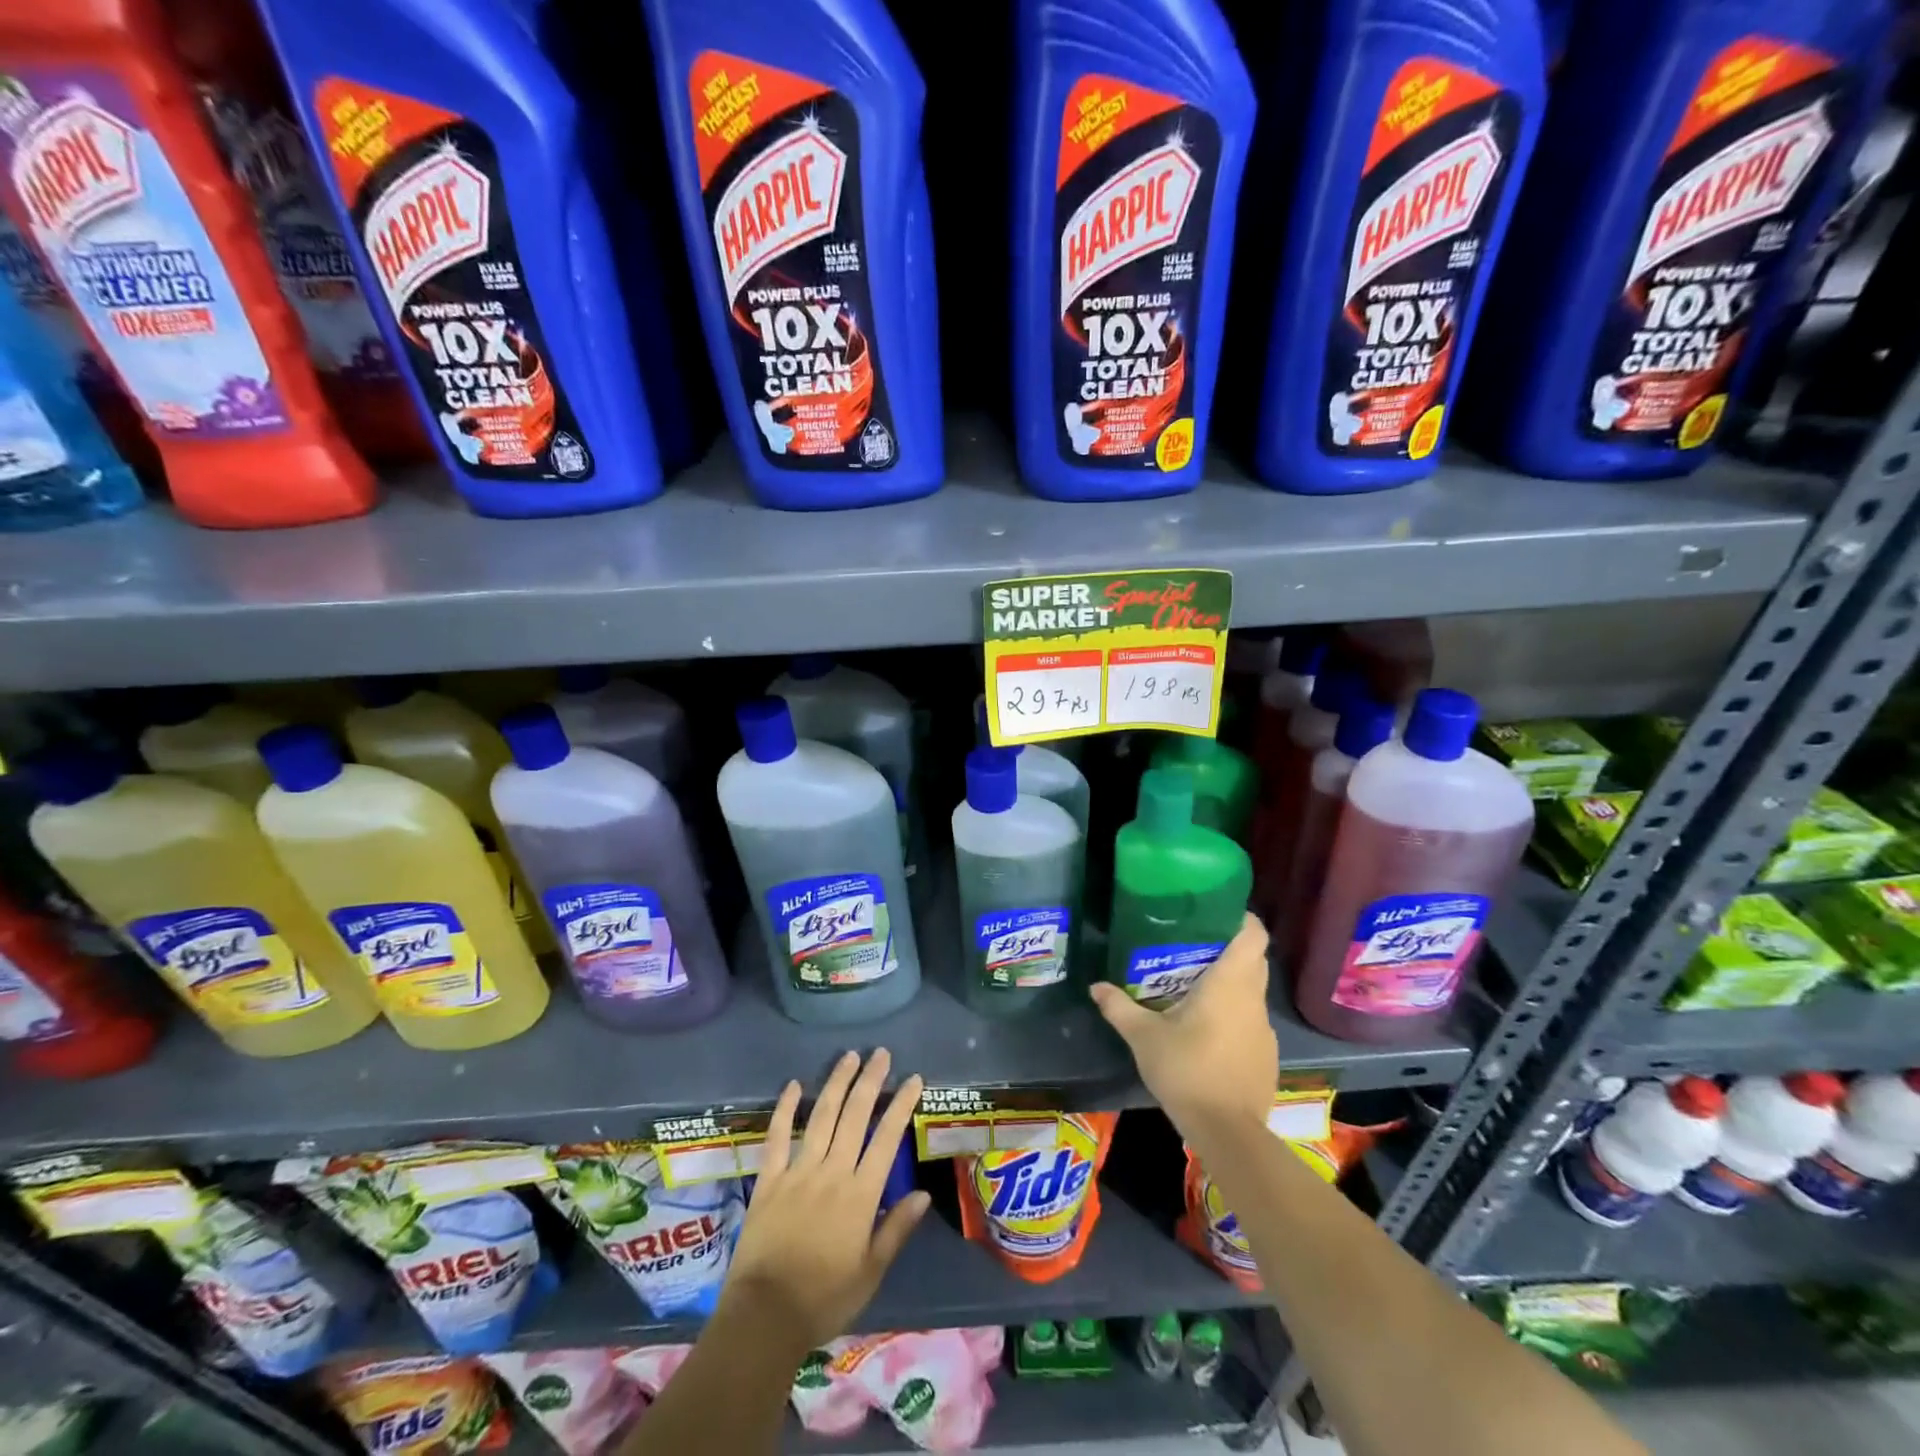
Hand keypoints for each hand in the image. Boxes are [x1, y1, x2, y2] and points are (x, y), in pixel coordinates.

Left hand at [721, 1049, 929, 1353]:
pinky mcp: (769, 1180)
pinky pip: (777, 1137)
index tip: (913, 1079)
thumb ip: (896, 1229)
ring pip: (822, 1117)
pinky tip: (794, 1085)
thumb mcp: (870, 1272)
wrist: (765, 1318)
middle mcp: (832, 1173)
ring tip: (849, 1057)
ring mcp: (798, 1172)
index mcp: (860, 1195)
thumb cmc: (824, 1299)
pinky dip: (786, 1109)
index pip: (886, 1139)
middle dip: (870, 1081)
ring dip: (837, 1084)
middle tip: (881, 1054)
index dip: (901, 1106)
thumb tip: (922, 1193)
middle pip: (855, 1116)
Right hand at [1090, 913, 1276, 1142]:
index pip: (1253, 935)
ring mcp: (1264, 1029)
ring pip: (1252, 991)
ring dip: (1231, 983)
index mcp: (1230, 984)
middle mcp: (1253, 999)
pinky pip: (1251, 1020)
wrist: (1228, 1133)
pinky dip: (1234, 1014)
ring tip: (1194, 985)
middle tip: (1193, 945)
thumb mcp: (1143, 1037)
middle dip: (1228, 948)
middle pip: (1253, 959)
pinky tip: (1207, 1030)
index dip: (1240, 918)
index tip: (1215, 913)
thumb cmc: (1187, 1070)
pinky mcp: (1266, 1055)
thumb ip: (1119, 1007)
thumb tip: (1095, 986)